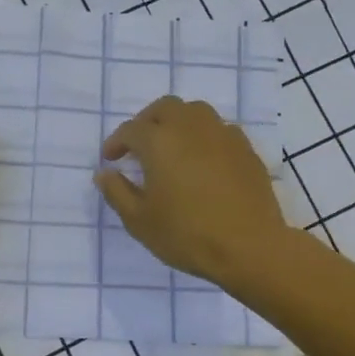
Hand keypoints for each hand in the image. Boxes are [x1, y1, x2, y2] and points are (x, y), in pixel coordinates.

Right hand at [95, 96, 287, 286]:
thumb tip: (105, 173)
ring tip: (171, 147)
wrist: (249, 247)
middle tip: (139, 145)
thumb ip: (117, 192)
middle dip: (147, 121)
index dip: (116, 142)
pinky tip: (202, 160)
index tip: (110, 159)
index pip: (131, 130)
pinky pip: (219, 130)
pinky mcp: (245, 149)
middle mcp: (190, 127)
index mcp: (159, 141)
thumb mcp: (139, 220)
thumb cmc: (186, 234)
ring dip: (177, 123)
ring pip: (195, 112)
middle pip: (165, 108)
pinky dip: (203, 137)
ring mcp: (222, 135)